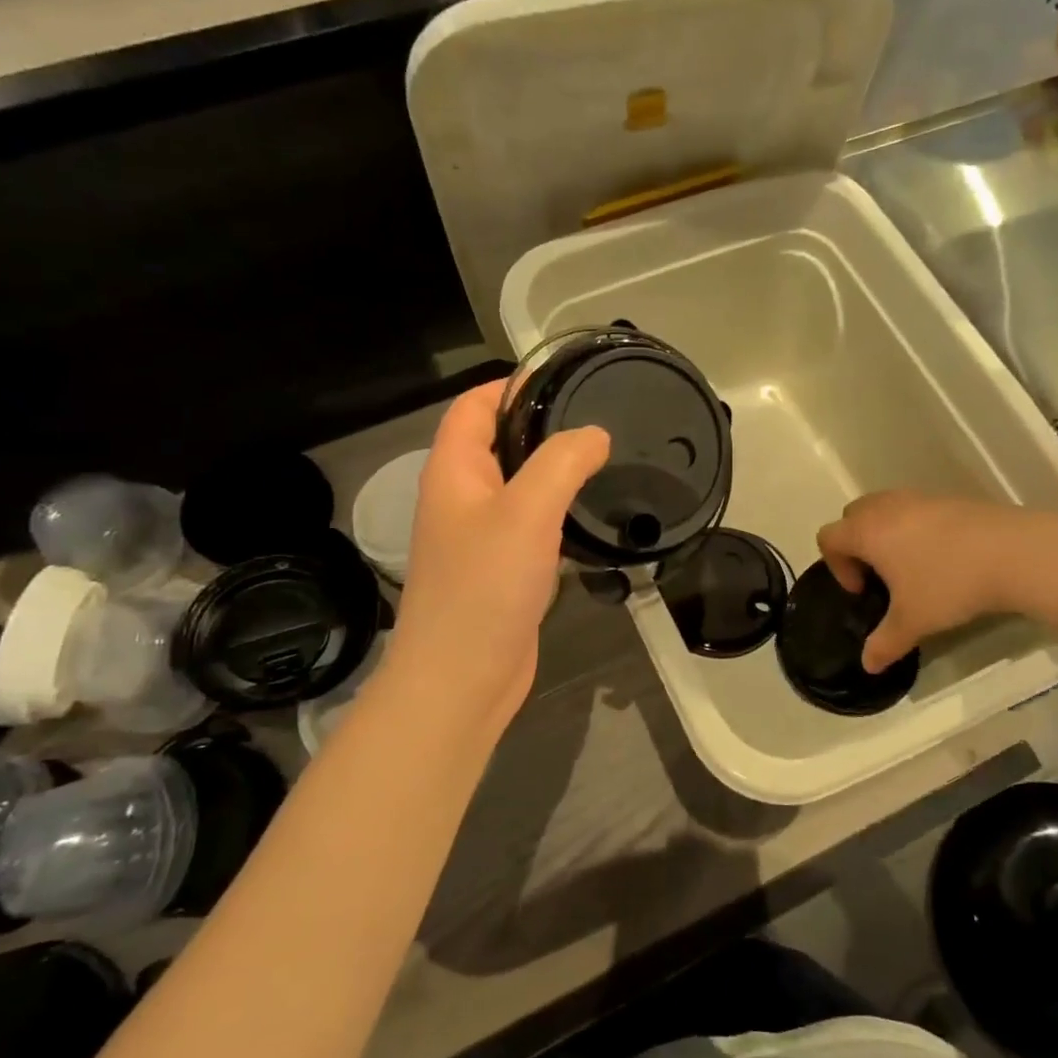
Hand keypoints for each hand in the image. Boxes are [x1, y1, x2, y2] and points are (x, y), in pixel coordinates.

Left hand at [384, 381, 608, 733]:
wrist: (462, 680)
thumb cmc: (485, 588)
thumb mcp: (526, 512)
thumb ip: (561, 463)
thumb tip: (595, 434)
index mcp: (454, 473)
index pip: (473, 408)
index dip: (510, 386)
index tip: (564, 377)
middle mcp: (461, 499)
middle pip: (497, 443)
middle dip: (541, 425)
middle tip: (598, 416)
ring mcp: (480, 538)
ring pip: (518, 486)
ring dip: (553, 471)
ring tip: (604, 458)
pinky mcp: (502, 571)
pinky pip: (530, 526)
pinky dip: (557, 512)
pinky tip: (591, 514)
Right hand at [817, 491, 1012, 674]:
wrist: (1014, 553)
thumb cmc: (949, 584)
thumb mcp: (913, 621)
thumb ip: (884, 643)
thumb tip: (868, 665)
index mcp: (867, 531)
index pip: (829, 538)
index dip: (837, 566)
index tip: (864, 591)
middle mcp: (886, 507)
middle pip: (852, 516)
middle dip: (857, 545)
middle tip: (880, 576)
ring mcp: (919, 498)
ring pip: (885, 509)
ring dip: (886, 535)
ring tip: (911, 567)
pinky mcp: (949, 498)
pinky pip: (915, 509)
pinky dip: (915, 529)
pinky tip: (943, 557)